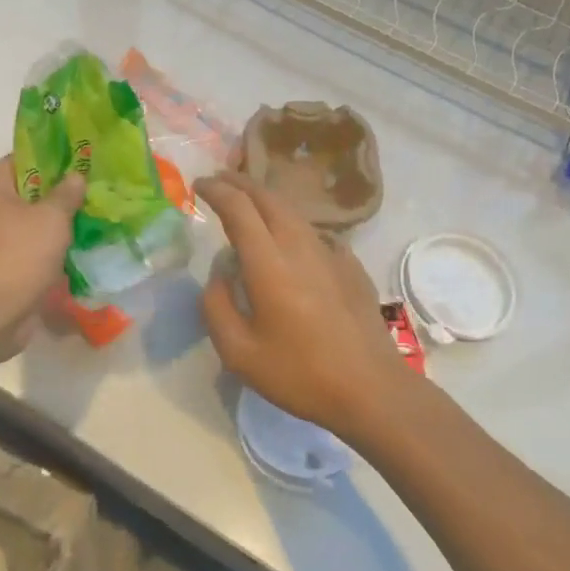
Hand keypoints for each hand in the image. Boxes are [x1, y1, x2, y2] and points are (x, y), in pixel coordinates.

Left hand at [0, 155, 85, 347]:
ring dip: (55, 221)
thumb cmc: (20, 254)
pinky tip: (75, 246)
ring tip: (89, 217)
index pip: (23, 158)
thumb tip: (76, 176)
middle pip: (27, 189)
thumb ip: (67, 193)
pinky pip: (27, 244)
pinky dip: (47, 245)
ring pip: (29, 219)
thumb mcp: (52, 217)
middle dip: (58, 191)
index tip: (82, 162)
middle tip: (91, 190)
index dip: (53, 158)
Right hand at [196, 172, 411, 441]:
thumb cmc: (300, 374)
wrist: (372, 389)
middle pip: (267, 198)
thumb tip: (218, 276)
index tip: (197, 185)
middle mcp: (299, 246)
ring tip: (248, 204)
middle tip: (218, 181)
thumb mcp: (239, 353)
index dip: (215, 190)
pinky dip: (292, 225)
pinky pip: (314, 232)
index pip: (238, 208)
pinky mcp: (350, 266)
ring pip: (292, 212)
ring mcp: (330, 253)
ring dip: (265, 200)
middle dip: (239, 183)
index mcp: (268, 264)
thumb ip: (216, 308)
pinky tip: (290, 240)